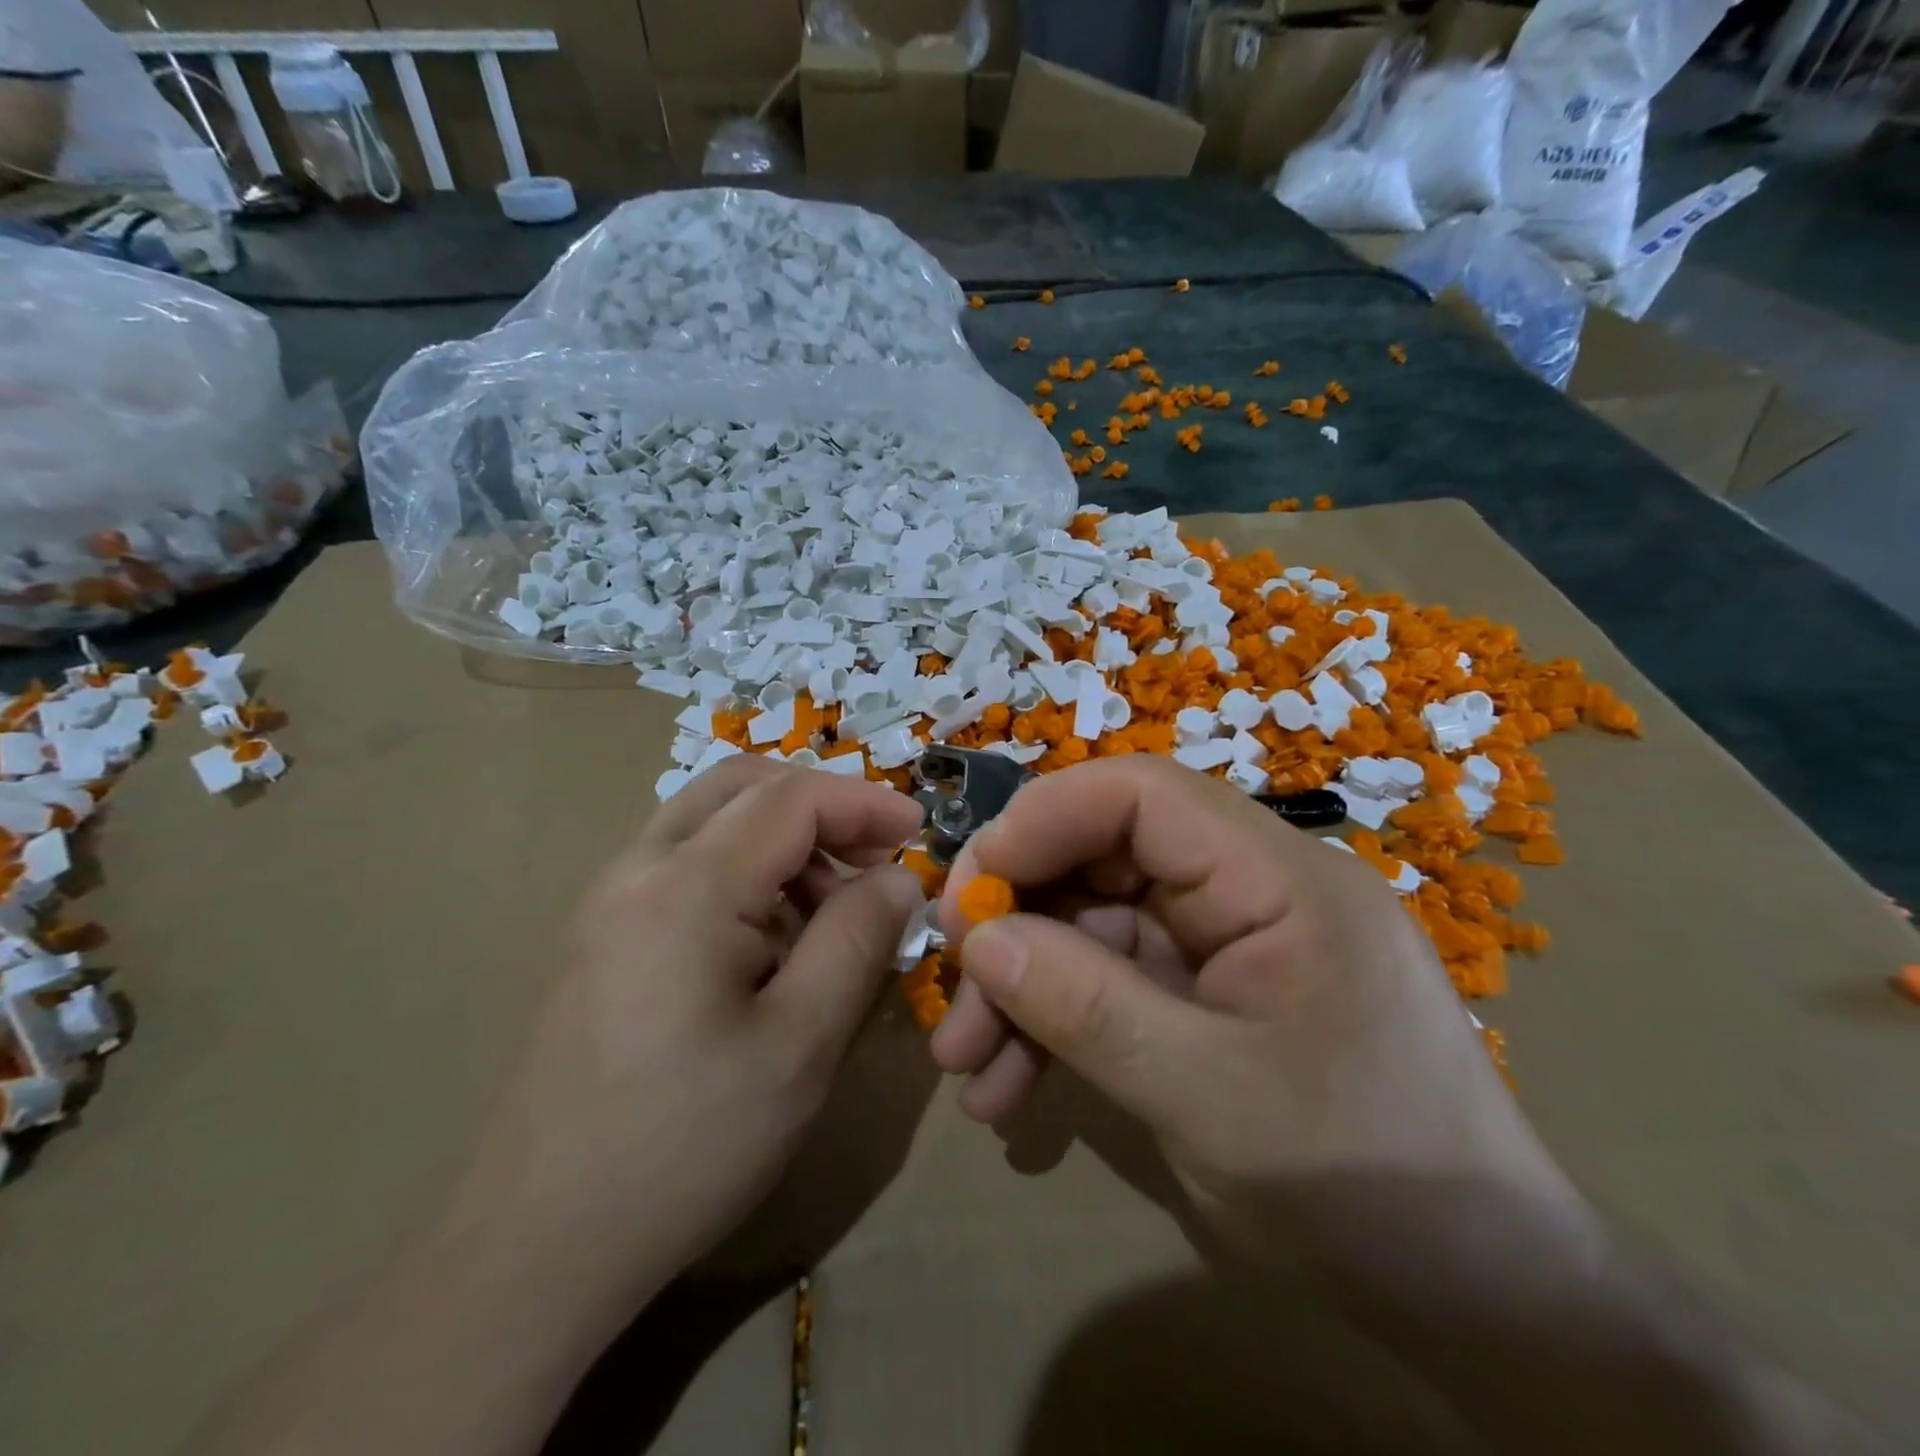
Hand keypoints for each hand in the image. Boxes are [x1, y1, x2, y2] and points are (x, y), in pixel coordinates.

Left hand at [468, 755, 922, 1313]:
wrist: (535, 1247)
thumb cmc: (685, 1145)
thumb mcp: (801, 1044)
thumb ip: (859, 940)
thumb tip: (898, 877)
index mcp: (687, 886)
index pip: (792, 798)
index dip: (865, 803)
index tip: (919, 832)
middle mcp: (637, 870)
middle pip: (742, 786)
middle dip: (821, 806)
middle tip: (873, 858)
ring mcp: (609, 901)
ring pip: (710, 820)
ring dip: (783, 839)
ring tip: (830, 912)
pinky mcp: (601, 936)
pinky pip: (685, 864)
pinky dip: (745, 869)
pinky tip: (771, 941)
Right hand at [930, 755, 1569, 1249]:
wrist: (1480, 1304)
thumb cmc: (1369, 1186)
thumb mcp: (1211, 1097)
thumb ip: (1088, 1007)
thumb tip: (980, 941)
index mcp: (1274, 877)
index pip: (1141, 794)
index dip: (1043, 821)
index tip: (970, 890)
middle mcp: (1244, 891)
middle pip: (1102, 860)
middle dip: (1018, 919)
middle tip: (950, 982)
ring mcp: (1220, 947)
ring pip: (1092, 929)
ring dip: (1023, 989)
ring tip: (966, 1066)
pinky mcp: (1203, 999)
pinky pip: (1110, 986)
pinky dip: (1055, 1028)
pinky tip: (1010, 1093)